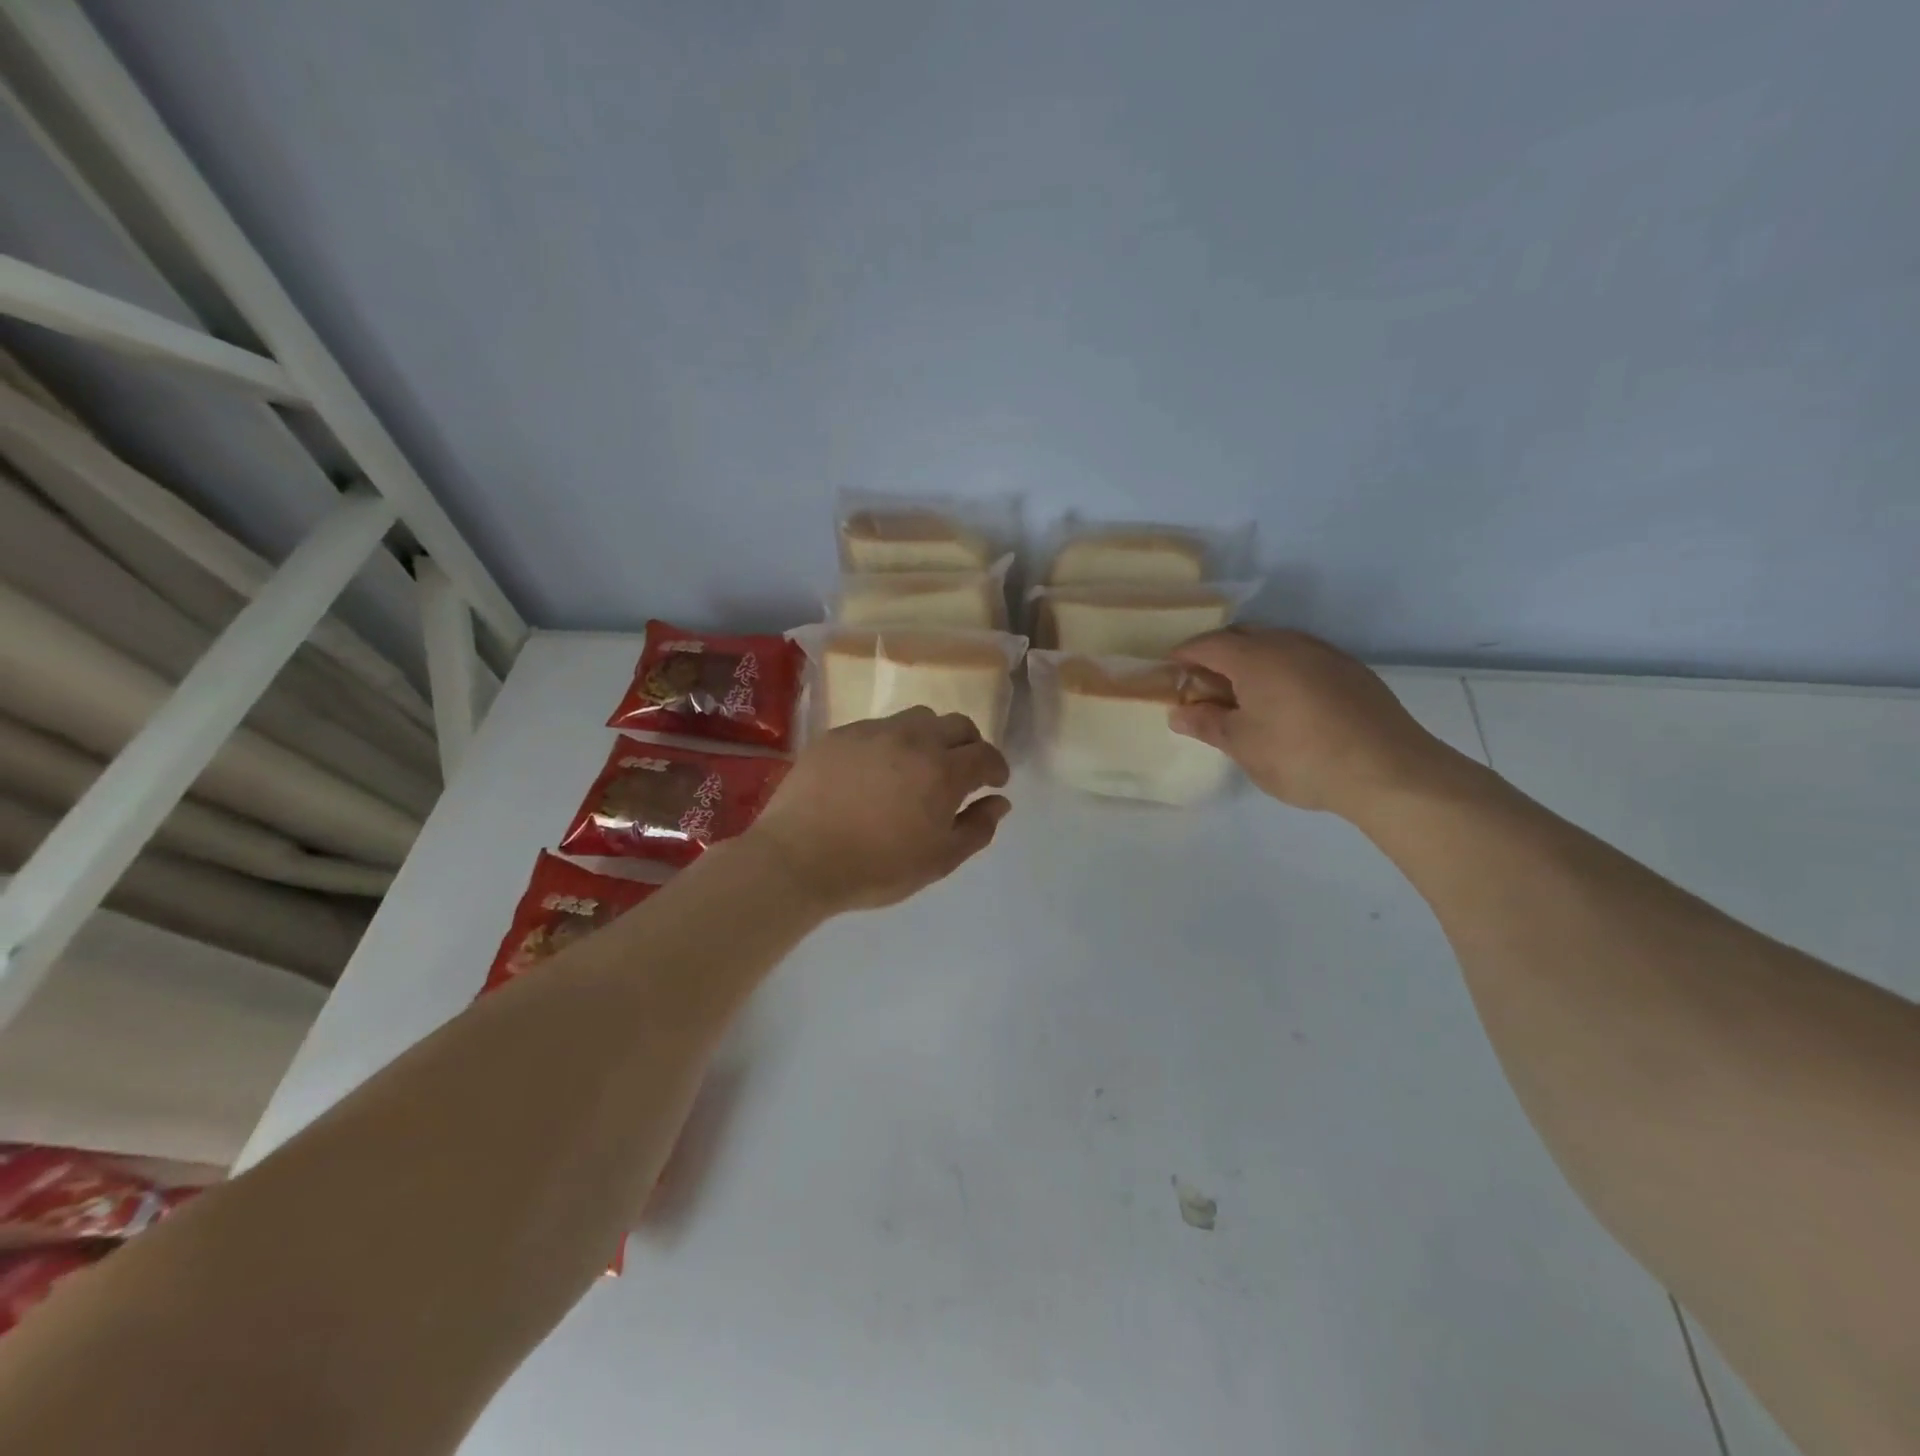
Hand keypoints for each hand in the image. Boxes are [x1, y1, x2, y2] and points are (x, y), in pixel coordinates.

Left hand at [749, 707, 1011, 913]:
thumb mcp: (938, 860)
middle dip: (969, 744)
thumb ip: (976, 828)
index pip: (985, 754)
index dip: (996, 767)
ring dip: (930, 737)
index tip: (995, 782)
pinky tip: (875, 770)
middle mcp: (912, 739)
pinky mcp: (838, 734)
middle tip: (963, 770)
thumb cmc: (875, 867)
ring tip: (918, 764)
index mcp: (943, 770)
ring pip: (916, 718)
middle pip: (956, 724)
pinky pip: (876, 728)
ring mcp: (872, 732)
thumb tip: (999, 802)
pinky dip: (890, 742)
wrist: (798, 858)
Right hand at [1169, 628, 1467, 818]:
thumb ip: (1207, 724)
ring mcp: (1325, 654)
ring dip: (1251, 661)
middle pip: (1242, 636)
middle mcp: (1290, 644)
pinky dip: (1282, 671)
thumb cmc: (1300, 757)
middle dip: (1217, 654)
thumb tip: (1179, 713)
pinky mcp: (1351, 671)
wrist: (1389, 771)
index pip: (1208, 644)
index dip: (1184, 655)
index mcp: (1256, 657)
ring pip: (1276, 645)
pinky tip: (1285, 702)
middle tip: (1203, 686)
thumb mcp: (1243, 745)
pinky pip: (1302, 658)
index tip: (1169, 672)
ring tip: (1243, 695)